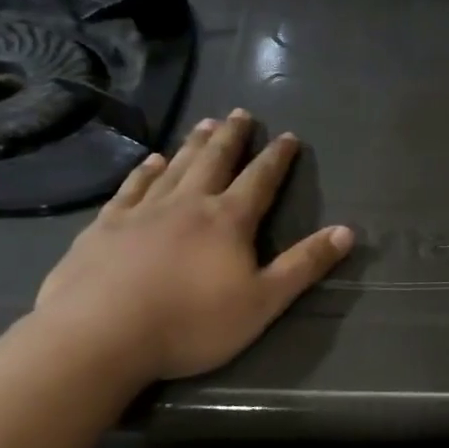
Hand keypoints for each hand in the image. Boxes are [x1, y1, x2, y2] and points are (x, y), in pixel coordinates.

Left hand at [33, 110, 352, 386]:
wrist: (101, 334)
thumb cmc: (191, 323)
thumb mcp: (263, 301)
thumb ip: (304, 265)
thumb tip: (347, 232)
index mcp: (228, 221)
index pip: (260, 180)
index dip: (277, 158)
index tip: (288, 136)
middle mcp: (188, 204)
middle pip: (215, 161)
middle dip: (232, 137)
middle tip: (241, 113)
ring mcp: (143, 211)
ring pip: (175, 166)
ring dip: (193, 144)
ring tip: (205, 123)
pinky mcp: (106, 226)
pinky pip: (132, 187)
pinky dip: (145, 170)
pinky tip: (150, 160)